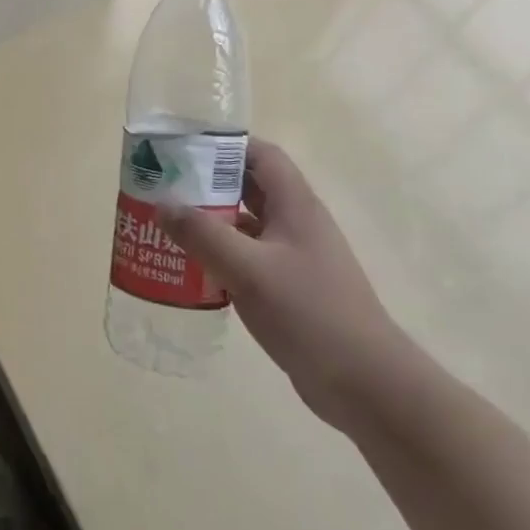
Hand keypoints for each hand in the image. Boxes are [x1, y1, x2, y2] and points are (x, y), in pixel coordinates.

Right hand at [158, 141, 414, 431]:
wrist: (366, 384)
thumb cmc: (310, 314)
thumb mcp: (249, 269)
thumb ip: (203, 234)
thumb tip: (162, 205)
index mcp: (296, 205)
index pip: (261, 155)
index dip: (224, 145)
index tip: (182, 149)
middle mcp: (297, 223)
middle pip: (248, 187)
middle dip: (206, 184)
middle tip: (163, 188)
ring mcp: (295, 257)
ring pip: (245, 225)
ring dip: (210, 222)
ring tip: (167, 225)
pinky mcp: (290, 288)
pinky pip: (248, 257)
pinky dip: (220, 255)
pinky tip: (191, 268)